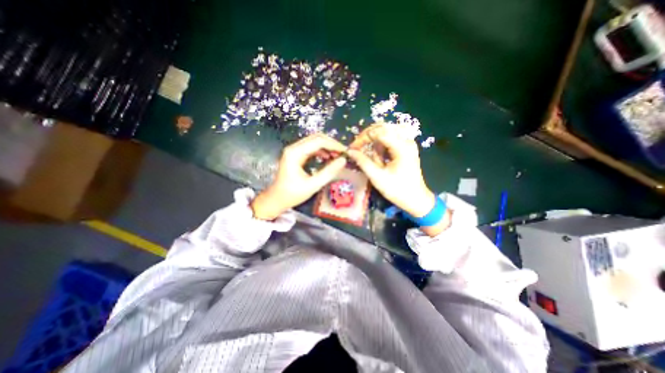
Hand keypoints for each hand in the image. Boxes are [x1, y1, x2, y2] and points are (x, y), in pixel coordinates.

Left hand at [251, 133, 348, 220]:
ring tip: (338, 156)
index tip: (346, 152)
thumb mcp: (313, 185)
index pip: (319, 141)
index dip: (334, 145)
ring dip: (327, 147)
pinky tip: (329, 158)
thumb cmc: (292, 194)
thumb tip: (343, 161)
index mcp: (295, 153)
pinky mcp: (296, 155)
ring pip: (314, 142)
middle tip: (343, 153)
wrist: (276, 199)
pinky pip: (311, 148)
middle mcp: (294, 148)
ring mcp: (294, 151)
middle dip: (331, 144)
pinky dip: (322, 151)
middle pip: (316, 138)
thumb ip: (329, 172)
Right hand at [348, 124, 452, 235]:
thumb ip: (363, 162)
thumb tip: (350, 152)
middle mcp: (406, 140)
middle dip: (368, 137)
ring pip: (386, 132)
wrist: (415, 199)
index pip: (379, 132)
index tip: (353, 148)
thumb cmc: (397, 190)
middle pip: (383, 128)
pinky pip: (390, 139)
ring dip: (375, 142)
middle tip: (357, 148)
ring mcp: (407, 143)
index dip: (363, 138)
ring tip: (370, 157)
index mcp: (402, 147)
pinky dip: (381, 146)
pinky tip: (379, 157)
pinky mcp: (406, 147)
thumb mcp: (378, 177)